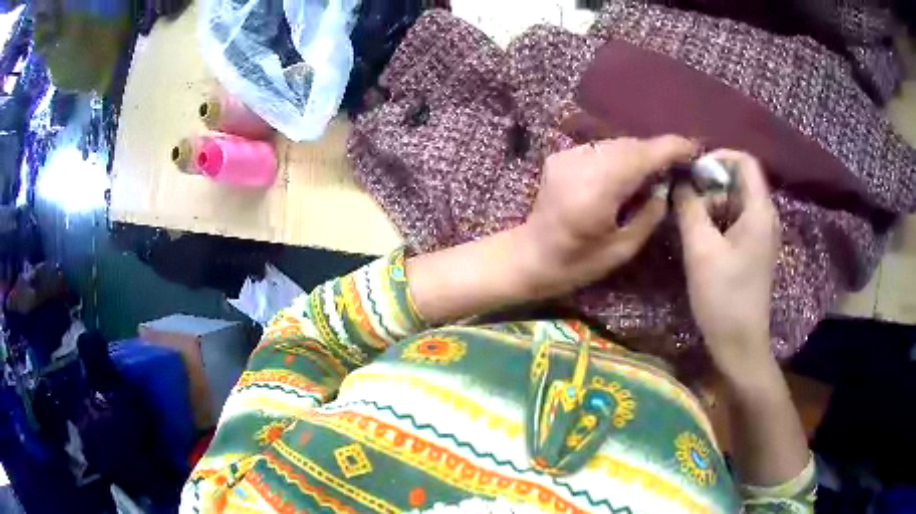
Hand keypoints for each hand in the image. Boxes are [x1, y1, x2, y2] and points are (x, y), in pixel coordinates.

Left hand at [520, 135, 696, 297]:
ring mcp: (568, 156)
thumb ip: (649, 215)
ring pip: (616, 144)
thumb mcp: (622, 250)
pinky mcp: (561, 156)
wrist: (529, 255)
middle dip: (656, 152)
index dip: (671, 148)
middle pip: (630, 145)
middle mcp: (582, 164)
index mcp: (598, 190)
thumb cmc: (576, 263)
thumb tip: (665, 189)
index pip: (642, 156)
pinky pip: (600, 149)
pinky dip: (618, 156)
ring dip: (638, 154)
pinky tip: (625, 174)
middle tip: (677, 166)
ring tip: (653, 172)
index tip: (693, 149)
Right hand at [674, 150, 780, 374]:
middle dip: (709, 184)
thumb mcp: (701, 250)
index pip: (744, 161)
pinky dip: (716, 220)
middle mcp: (765, 216)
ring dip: (710, 204)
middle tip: (684, 203)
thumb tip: (678, 180)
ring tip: (688, 223)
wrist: (740, 345)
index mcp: (759, 211)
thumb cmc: (724, 298)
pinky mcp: (753, 249)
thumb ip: (689, 208)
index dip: (717, 158)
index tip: (691, 173)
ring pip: (734, 200)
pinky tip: (700, 239)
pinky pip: (734, 220)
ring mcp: (761, 234)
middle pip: (738, 180)